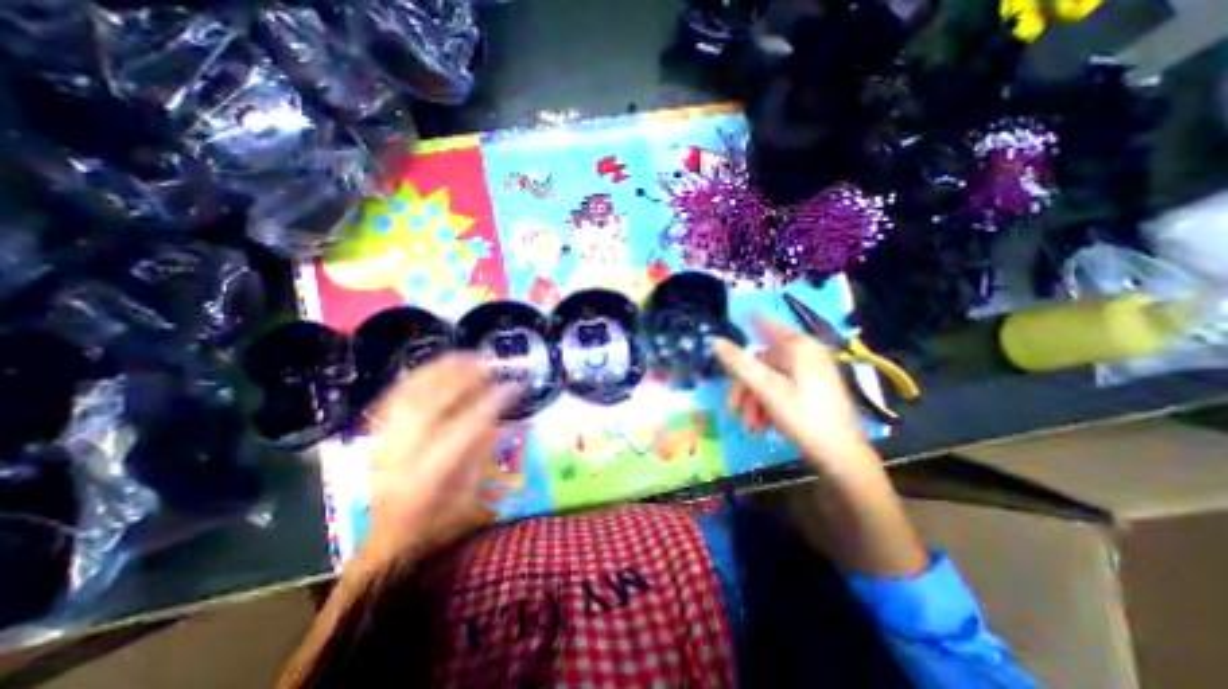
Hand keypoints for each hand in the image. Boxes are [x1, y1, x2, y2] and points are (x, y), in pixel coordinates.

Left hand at [357, 352, 511, 567]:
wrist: (389, 543)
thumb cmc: (438, 525)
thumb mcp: (473, 494)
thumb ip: (486, 449)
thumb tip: (504, 412)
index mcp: (428, 476)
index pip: (465, 428)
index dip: (493, 402)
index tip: (514, 386)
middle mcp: (400, 454)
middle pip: (431, 402)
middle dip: (463, 376)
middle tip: (488, 363)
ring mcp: (383, 442)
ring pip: (409, 393)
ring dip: (440, 370)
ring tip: (465, 357)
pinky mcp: (377, 436)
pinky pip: (394, 397)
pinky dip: (417, 378)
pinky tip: (435, 369)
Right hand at [718, 318, 878, 476]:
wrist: (841, 456)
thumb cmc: (803, 417)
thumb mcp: (766, 389)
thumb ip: (739, 364)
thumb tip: (715, 340)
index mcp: (799, 348)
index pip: (767, 325)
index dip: (748, 323)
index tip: (734, 323)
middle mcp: (806, 355)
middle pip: (763, 361)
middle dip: (746, 387)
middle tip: (734, 408)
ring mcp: (810, 373)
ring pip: (769, 378)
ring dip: (754, 402)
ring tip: (751, 426)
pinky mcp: (812, 390)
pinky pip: (781, 389)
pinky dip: (767, 406)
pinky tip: (763, 426)